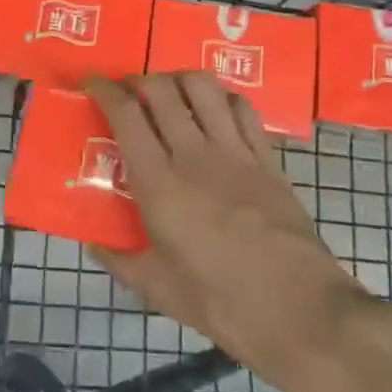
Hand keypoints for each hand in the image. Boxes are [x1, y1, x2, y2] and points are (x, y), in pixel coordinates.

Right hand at [84, 73, 368, 388]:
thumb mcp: (158, 289)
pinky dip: (224, 98)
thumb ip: (120, 262)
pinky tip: (217, 110)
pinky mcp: (267, 159)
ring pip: (204, 88)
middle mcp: (193, 154)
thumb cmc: (221, 302)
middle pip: (161, 90)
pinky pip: (243, 110)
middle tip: (128, 91)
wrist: (300, 311)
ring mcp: (235, 152)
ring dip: (180, 79)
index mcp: (158, 182)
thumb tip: (94, 245)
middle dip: (138, 79)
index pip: (125, 114)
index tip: (90, 82)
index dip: (103, 89)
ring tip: (171, 93)